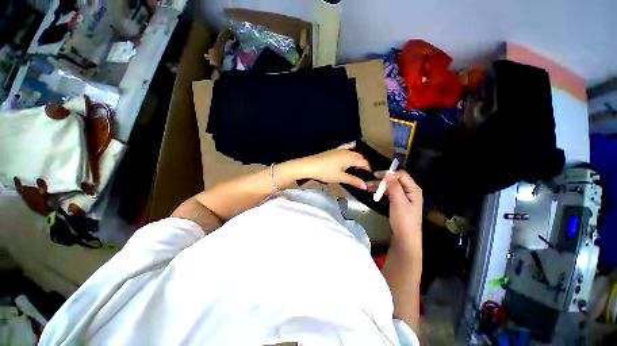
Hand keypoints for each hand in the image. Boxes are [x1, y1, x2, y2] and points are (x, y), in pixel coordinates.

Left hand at [284, 141, 370, 189]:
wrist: (310, 165)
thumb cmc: (326, 172)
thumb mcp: (340, 177)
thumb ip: (353, 181)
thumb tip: (365, 186)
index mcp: (350, 158)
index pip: (364, 162)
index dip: (369, 168)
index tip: (371, 175)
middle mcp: (347, 151)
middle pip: (360, 156)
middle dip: (364, 164)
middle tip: (365, 173)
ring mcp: (340, 149)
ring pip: (353, 152)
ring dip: (358, 158)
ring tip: (359, 166)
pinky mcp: (334, 150)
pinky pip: (346, 147)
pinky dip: (351, 148)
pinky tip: (352, 148)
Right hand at [368, 170, 422, 239]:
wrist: (405, 237)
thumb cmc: (403, 219)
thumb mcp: (398, 201)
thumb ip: (394, 187)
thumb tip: (387, 174)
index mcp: (413, 189)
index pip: (401, 175)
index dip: (389, 174)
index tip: (376, 176)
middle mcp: (409, 191)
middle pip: (395, 180)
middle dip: (382, 180)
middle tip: (369, 182)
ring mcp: (404, 196)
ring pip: (391, 187)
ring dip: (380, 186)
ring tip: (367, 187)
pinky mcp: (398, 202)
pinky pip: (389, 193)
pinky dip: (382, 192)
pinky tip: (374, 192)